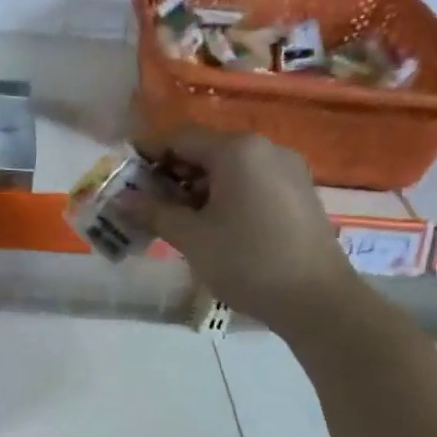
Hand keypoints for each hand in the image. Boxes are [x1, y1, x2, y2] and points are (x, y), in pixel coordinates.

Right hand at [128, 127, 359, 333]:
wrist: (317, 299)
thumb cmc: (246, 261)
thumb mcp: (191, 237)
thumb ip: (153, 212)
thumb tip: (120, 199)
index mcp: (236, 150)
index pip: (179, 137)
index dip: (146, 153)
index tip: (123, 177)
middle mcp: (264, 149)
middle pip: (205, 149)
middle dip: (171, 173)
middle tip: (145, 203)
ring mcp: (286, 169)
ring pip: (228, 167)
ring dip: (196, 187)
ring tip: (175, 219)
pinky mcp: (298, 192)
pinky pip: (250, 182)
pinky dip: (224, 195)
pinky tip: (212, 225)